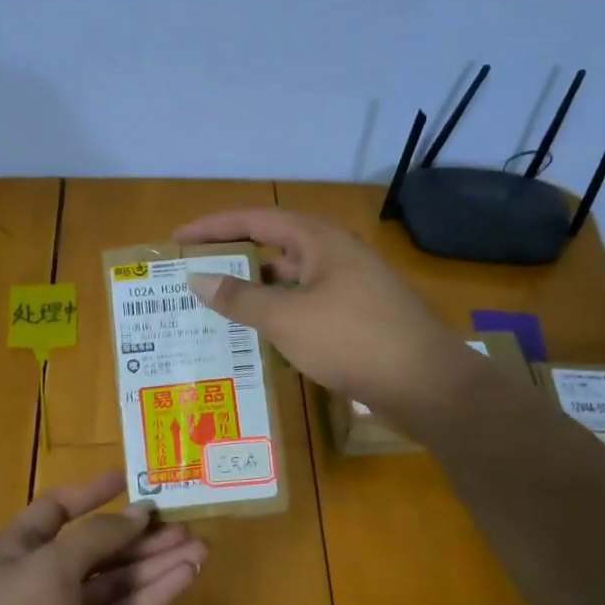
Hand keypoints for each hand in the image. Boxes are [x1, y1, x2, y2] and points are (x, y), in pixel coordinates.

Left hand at [0, 470, 204, 604]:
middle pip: (97, 547)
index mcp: (18, 552)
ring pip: (117, 582)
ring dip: (157, 564)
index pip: (55, 510)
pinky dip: (155, 596)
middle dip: (139, 535)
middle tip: (186, 523)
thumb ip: (97, 537)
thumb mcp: (50, 570)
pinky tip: (187, 578)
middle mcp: (41, 581)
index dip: (90, 493)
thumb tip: (138, 514)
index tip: (129, 479)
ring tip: (201, 548)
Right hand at [175, 206, 480, 428]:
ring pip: (290, 281)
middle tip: (193, 275)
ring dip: (255, 292)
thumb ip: (240, 298)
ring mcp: (349, 289)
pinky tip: (257, 338)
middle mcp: (335, 257)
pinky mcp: (356, 319)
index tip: (178, 239)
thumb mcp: (287, 318)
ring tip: (215, 307)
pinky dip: (278, 316)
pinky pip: (305, 308)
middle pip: (273, 247)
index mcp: (320, 241)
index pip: (256, 219)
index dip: (213, 227)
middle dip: (233, 259)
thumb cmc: (352, 340)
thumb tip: (197, 279)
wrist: (427, 384)